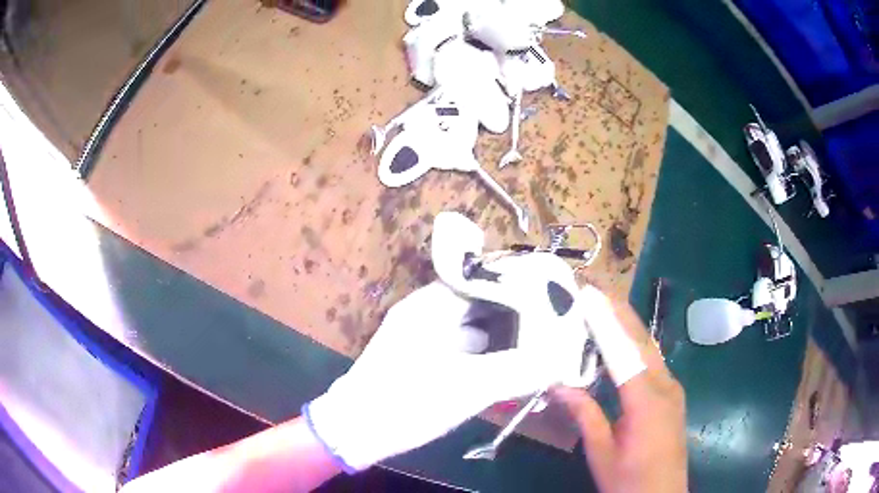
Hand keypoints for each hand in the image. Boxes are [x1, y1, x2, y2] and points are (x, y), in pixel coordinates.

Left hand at [305, 278, 584, 471]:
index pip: (484, 279)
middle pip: (482, 303)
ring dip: (504, 334)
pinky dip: (487, 354)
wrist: (355, 431)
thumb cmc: (407, 402)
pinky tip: (512, 365)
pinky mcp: (424, 360)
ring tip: (542, 340)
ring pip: (474, 327)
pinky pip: (464, 348)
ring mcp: (424, 337)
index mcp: (432, 305)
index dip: (519, 284)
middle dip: (516, 312)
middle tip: (554, 321)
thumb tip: (562, 360)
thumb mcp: (468, 388)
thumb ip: (518, 371)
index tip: (553, 294)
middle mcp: (428, 313)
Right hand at [553, 286, 686, 492]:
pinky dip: (635, 346)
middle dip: (620, 311)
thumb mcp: (602, 453)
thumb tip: (558, 385)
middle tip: (596, 288)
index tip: (589, 293)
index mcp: (647, 399)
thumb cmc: (630, 481)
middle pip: (642, 341)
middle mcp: (665, 385)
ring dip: (628, 326)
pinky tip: (621, 344)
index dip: (606, 320)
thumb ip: (585, 415)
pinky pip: (653, 363)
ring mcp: (672, 390)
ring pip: (650, 349)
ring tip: (604, 306)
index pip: (624, 350)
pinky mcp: (672, 397)